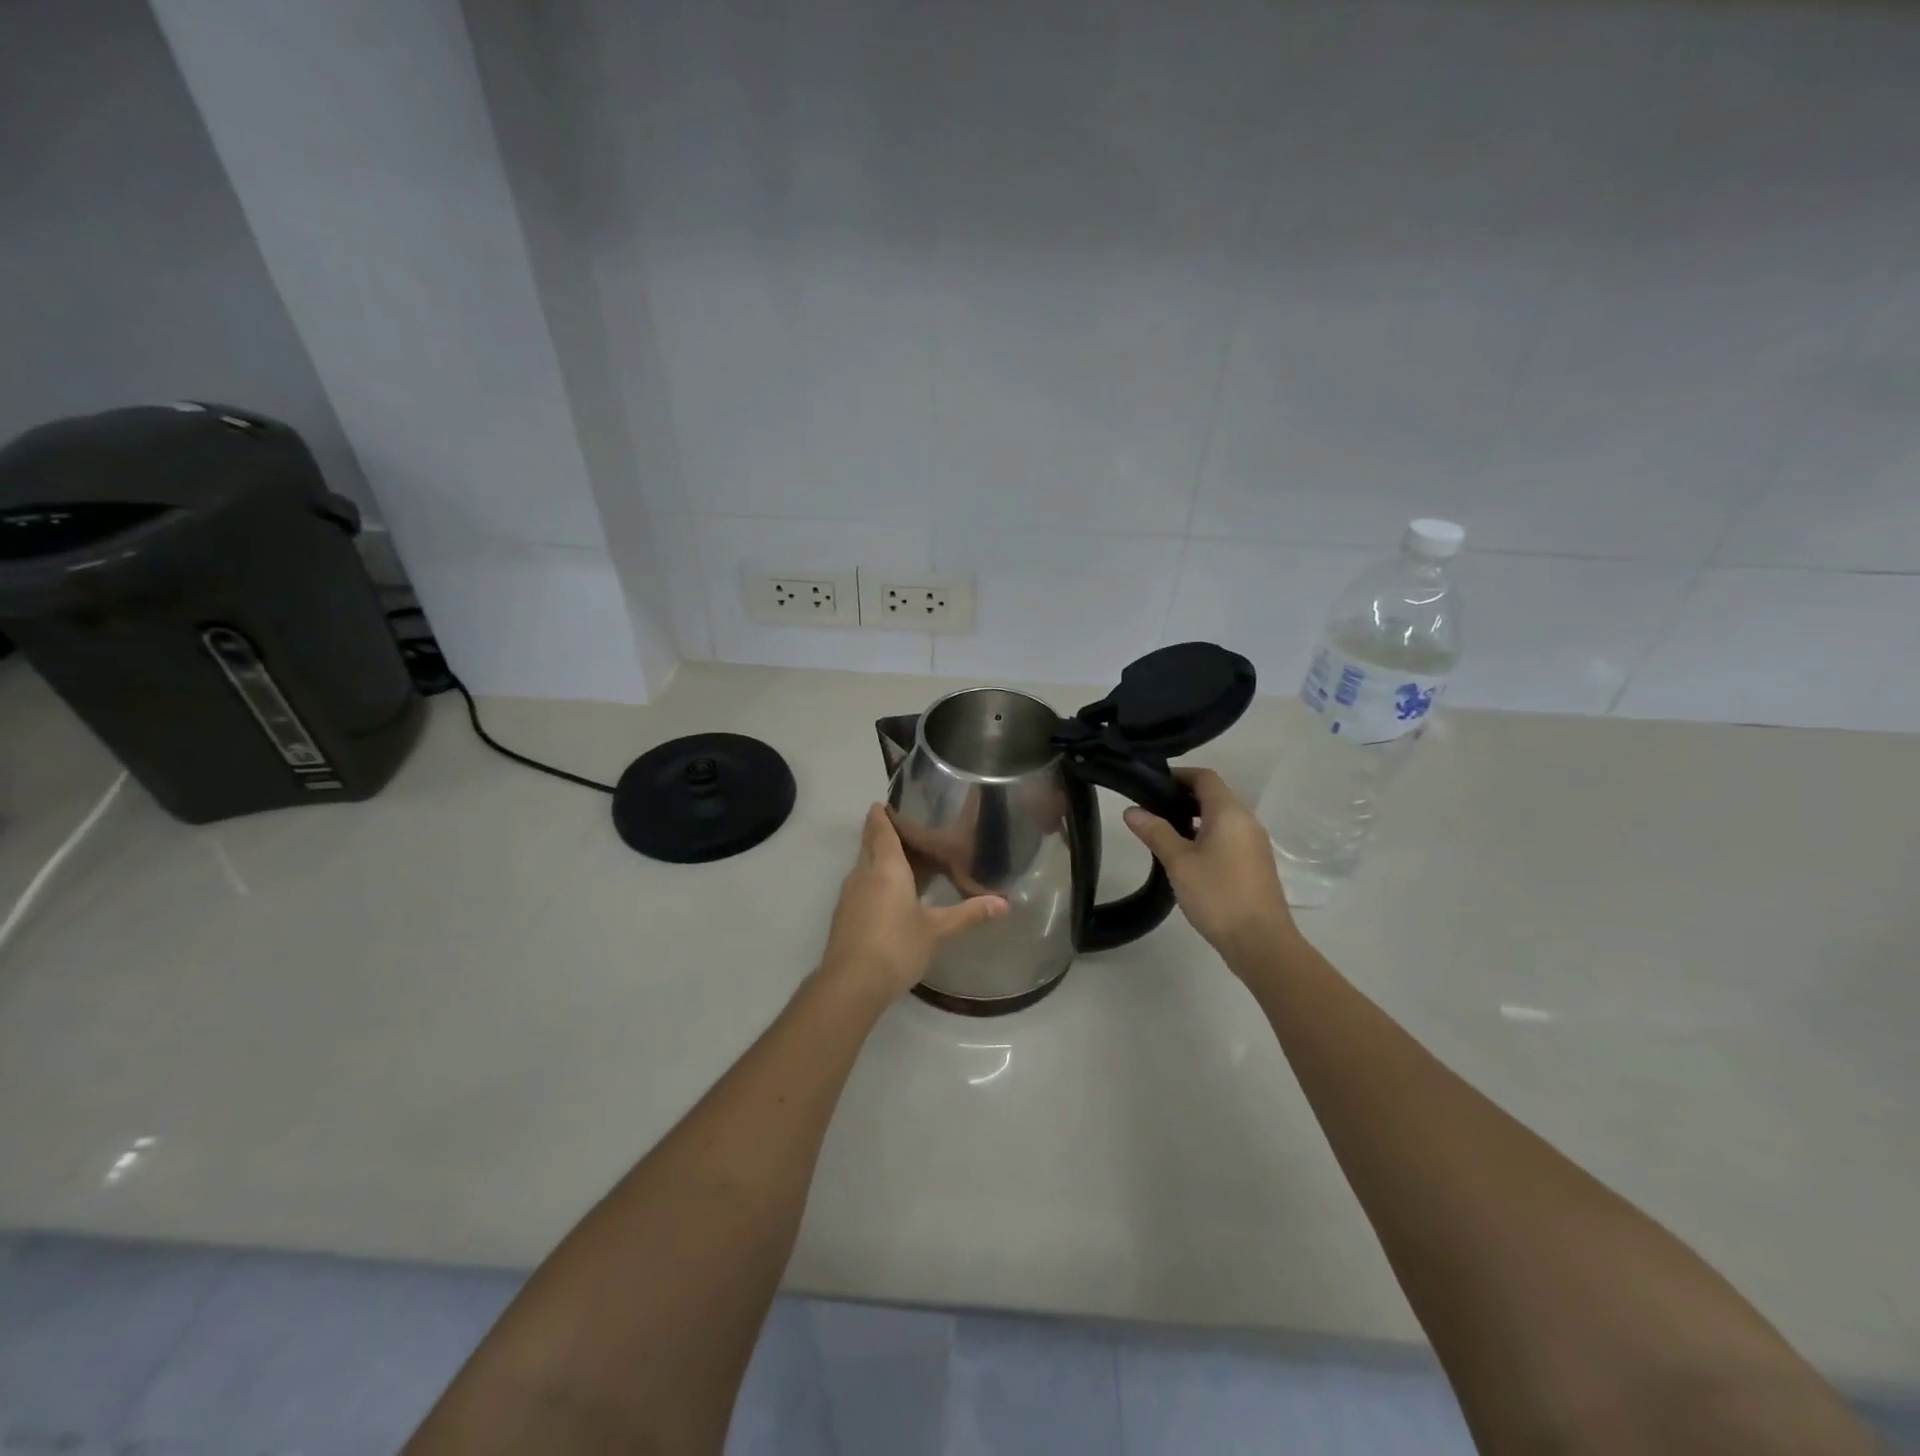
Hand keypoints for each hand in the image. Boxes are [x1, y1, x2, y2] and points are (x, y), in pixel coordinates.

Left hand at [819, 804, 1008, 1000]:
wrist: (851, 984)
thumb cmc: (897, 946)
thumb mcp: (937, 929)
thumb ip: (968, 913)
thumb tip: (1004, 903)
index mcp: (885, 867)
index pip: (880, 828)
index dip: (882, 814)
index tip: (888, 802)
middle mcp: (863, 873)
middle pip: (871, 844)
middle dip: (884, 834)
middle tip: (910, 829)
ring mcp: (850, 895)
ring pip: (865, 866)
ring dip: (881, 860)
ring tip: (907, 862)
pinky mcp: (845, 916)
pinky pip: (862, 886)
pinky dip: (876, 882)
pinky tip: (894, 896)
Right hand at [1124, 768, 1298, 963]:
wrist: (1261, 942)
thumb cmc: (1217, 895)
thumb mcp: (1178, 862)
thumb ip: (1155, 832)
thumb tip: (1131, 810)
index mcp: (1229, 812)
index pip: (1205, 777)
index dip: (1179, 775)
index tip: (1151, 784)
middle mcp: (1246, 821)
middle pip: (1214, 796)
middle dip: (1183, 797)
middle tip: (1151, 809)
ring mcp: (1254, 844)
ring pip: (1221, 818)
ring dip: (1194, 818)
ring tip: (1164, 833)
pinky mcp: (1255, 864)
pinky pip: (1228, 837)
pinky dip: (1206, 836)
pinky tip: (1187, 857)